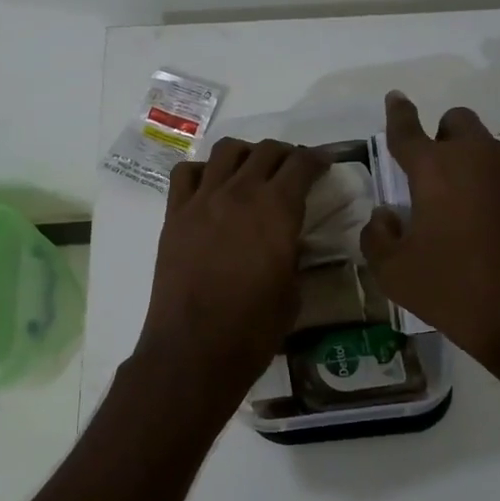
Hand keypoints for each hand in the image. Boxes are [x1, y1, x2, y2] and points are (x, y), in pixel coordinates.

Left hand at [134, 138, 325, 423]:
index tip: (324, 162)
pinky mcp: (175, 214)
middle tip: (293, 168)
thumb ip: (292, 252)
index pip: (302, 165)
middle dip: (286, 154)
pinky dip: (203, 171)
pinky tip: (211, 187)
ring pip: (227, 151)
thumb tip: (288, 238)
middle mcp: (240, 193)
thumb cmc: (253, 329)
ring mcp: (203, 200)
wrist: (195, 349)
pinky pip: (186, 173)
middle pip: (266, 151)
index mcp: (277, 210)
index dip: (317, 159)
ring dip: (246, 154)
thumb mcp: (292, 290)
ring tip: (252, 170)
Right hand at [361, 92, 499, 388]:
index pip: (408, 129)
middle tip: (435, 176)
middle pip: (458, 121)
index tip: (395, 97)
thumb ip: (377, 235)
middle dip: (443, 136)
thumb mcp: (394, 272)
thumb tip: (387, 214)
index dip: (398, 112)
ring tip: (470, 211)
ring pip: (490, 148)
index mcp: (435, 169)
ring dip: (473, 165)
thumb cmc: (455, 292)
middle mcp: (479, 157)